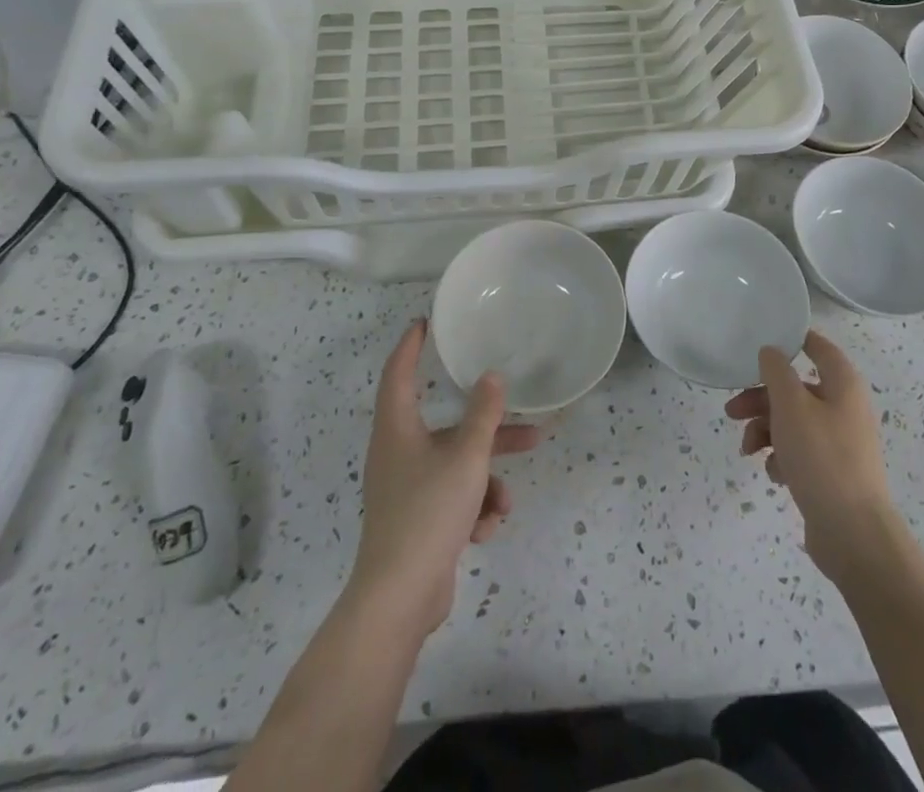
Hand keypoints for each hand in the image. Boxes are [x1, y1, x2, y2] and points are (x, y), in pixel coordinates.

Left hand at [349, 321, 540, 640]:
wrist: (399, 599)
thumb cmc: (429, 512)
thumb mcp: (466, 457)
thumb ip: (483, 415)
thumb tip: (492, 377)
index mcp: (397, 430)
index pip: (398, 374)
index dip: (410, 347)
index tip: (423, 324)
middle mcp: (398, 454)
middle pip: (449, 428)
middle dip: (489, 432)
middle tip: (526, 423)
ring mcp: (406, 491)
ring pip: (457, 468)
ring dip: (487, 481)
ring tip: (506, 502)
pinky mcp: (417, 522)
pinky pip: (453, 500)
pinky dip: (473, 510)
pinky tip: (485, 530)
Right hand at [725, 330, 900, 584]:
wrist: (853, 535)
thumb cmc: (822, 458)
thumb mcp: (791, 406)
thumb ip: (777, 372)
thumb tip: (771, 352)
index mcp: (843, 384)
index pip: (819, 347)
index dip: (793, 340)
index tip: (762, 343)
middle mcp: (845, 407)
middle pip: (796, 389)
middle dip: (761, 398)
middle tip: (732, 410)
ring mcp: (840, 442)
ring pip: (793, 422)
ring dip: (765, 430)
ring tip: (747, 449)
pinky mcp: (832, 472)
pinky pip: (800, 452)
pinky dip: (782, 457)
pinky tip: (774, 474)